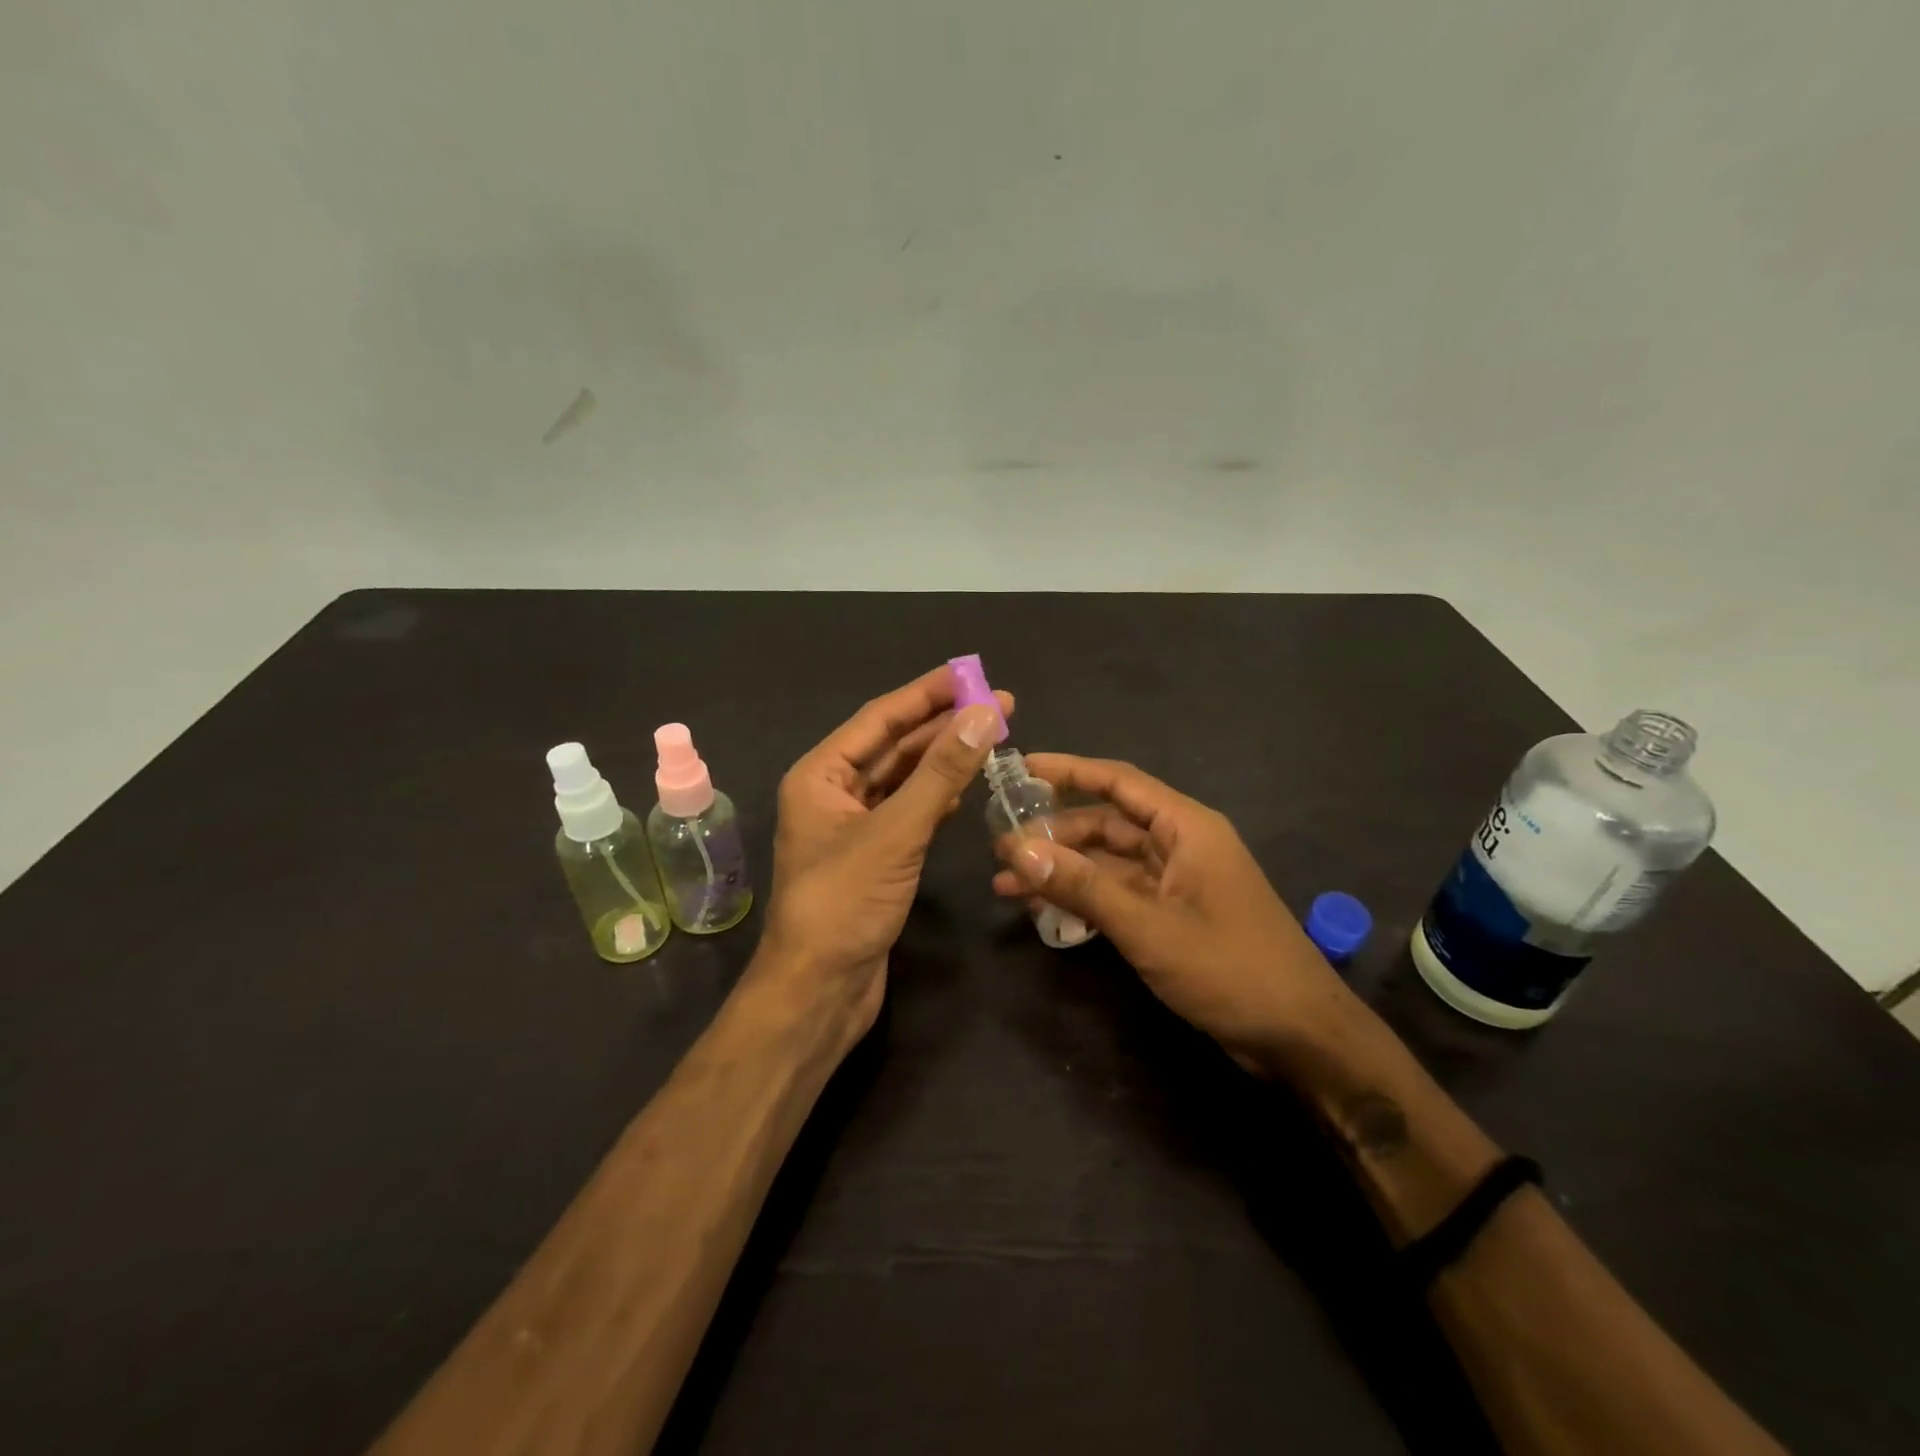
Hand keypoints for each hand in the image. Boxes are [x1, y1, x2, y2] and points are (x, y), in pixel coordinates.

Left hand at [759, 666, 1012, 1040]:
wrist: (820, 990)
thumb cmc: (845, 903)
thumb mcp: (895, 832)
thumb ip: (939, 773)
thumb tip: (982, 714)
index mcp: (820, 775)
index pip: (880, 719)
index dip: (927, 693)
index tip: (972, 674)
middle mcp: (833, 792)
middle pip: (894, 745)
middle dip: (943, 724)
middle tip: (999, 704)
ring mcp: (854, 826)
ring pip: (903, 779)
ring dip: (944, 758)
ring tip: (992, 736)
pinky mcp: (875, 856)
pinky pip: (908, 811)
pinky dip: (936, 796)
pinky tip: (965, 784)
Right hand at [992, 754, 1348, 1065]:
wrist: (1299, 1036)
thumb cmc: (1230, 969)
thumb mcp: (1148, 927)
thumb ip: (1083, 887)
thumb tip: (1017, 851)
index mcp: (1186, 828)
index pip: (1119, 782)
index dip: (1069, 770)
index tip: (1022, 768)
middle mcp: (1181, 845)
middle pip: (1106, 824)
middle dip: (1054, 835)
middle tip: (999, 846)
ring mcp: (1177, 882)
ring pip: (1108, 863)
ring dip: (1063, 871)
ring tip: (1007, 886)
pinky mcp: (1174, 915)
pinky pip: (1119, 894)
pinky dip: (1085, 899)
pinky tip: (1046, 912)